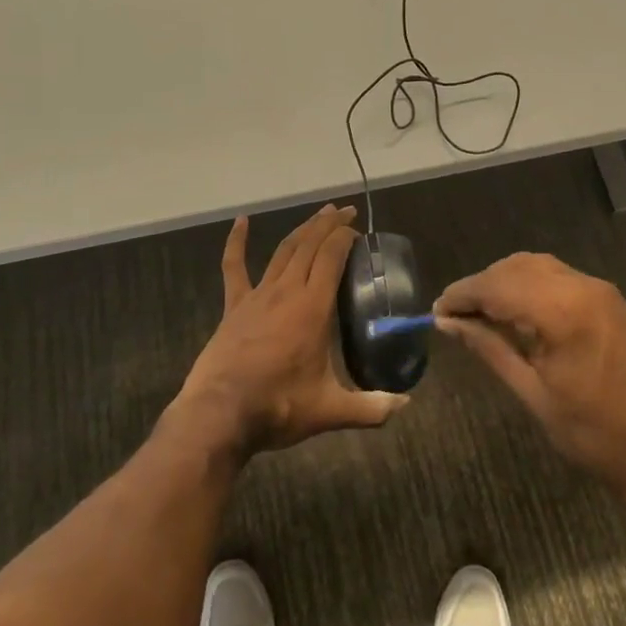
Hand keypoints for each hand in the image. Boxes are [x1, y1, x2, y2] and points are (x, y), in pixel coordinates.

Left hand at [172, 204, 407, 458]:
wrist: (220, 414)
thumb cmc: (278, 407)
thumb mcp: (330, 411)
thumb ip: (371, 407)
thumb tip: (406, 405)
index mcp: (313, 307)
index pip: (332, 257)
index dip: (345, 237)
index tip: (359, 230)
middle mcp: (287, 291)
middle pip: (310, 245)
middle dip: (329, 224)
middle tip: (345, 211)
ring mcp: (258, 295)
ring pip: (284, 250)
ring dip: (303, 229)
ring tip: (319, 214)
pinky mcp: (234, 306)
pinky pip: (234, 267)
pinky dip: (236, 242)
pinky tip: (240, 221)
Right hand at [434, 253, 625, 503]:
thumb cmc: (595, 435)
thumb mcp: (533, 395)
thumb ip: (490, 349)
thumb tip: (448, 323)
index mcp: (563, 312)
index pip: (497, 286)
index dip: (462, 294)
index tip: (436, 311)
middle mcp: (582, 287)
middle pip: (515, 268)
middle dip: (481, 286)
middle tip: (454, 316)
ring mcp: (599, 289)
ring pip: (535, 266)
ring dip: (504, 282)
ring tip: (479, 313)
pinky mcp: (609, 298)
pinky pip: (557, 276)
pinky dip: (528, 285)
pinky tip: (514, 311)